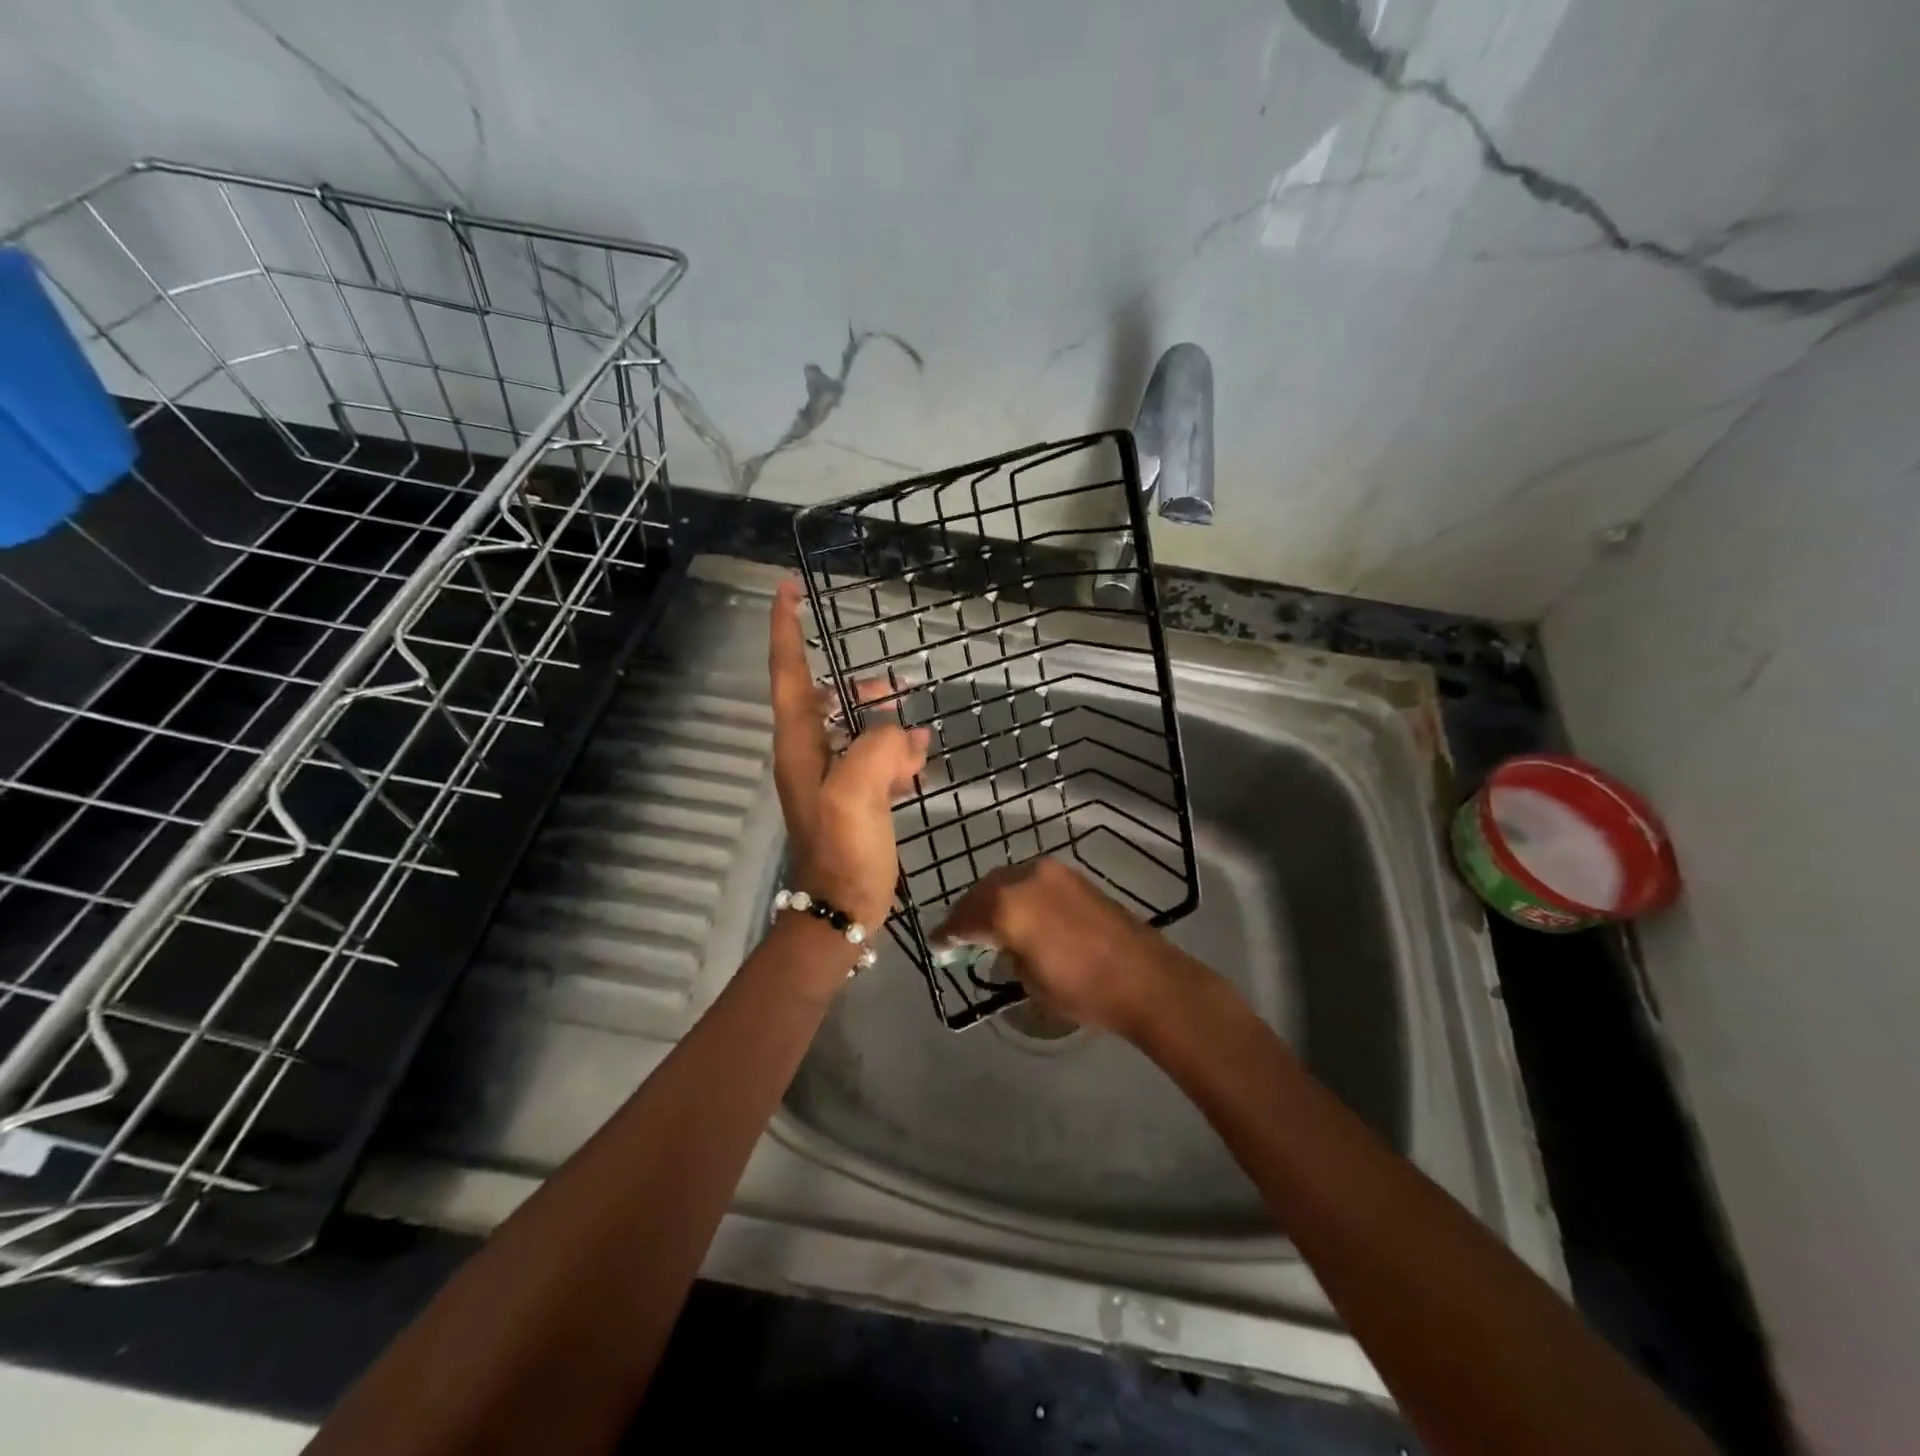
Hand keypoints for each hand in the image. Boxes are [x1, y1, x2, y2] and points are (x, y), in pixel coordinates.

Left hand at [768, 578, 927, 930]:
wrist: (843, 905)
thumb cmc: (843, 848)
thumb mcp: (857, 792)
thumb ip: (879, 746)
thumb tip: (901, 733)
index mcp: (799, 743)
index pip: (788, 672)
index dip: (786, 629)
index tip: (788, 589)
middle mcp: (809, 752)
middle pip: (830, 698)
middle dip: (864, 690)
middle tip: (900, 686)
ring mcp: (831, 775)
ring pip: (859, 729)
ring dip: (888, 727)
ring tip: (920, 741)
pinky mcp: (852, 796)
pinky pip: (874, 758)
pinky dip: (896, 754)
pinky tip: (920, 761)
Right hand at [933, 858, 1185, 1037]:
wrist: (1144, 977)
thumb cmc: (1082, 989)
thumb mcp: (1029, 980)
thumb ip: (1004, 953)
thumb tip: (996, 944)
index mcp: (1007, 907)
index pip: (964, 918)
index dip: (948, 934)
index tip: (938, 946)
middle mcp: (1023, 878)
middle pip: (982, 891)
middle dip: (968, 912)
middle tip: (959, 934)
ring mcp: (1049, 871)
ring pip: (1005, 881)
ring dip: (992, 899)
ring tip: (987, 924)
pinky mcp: (1070, 874)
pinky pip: (1029, 880)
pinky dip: (1016, 894)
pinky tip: (1017, 913)